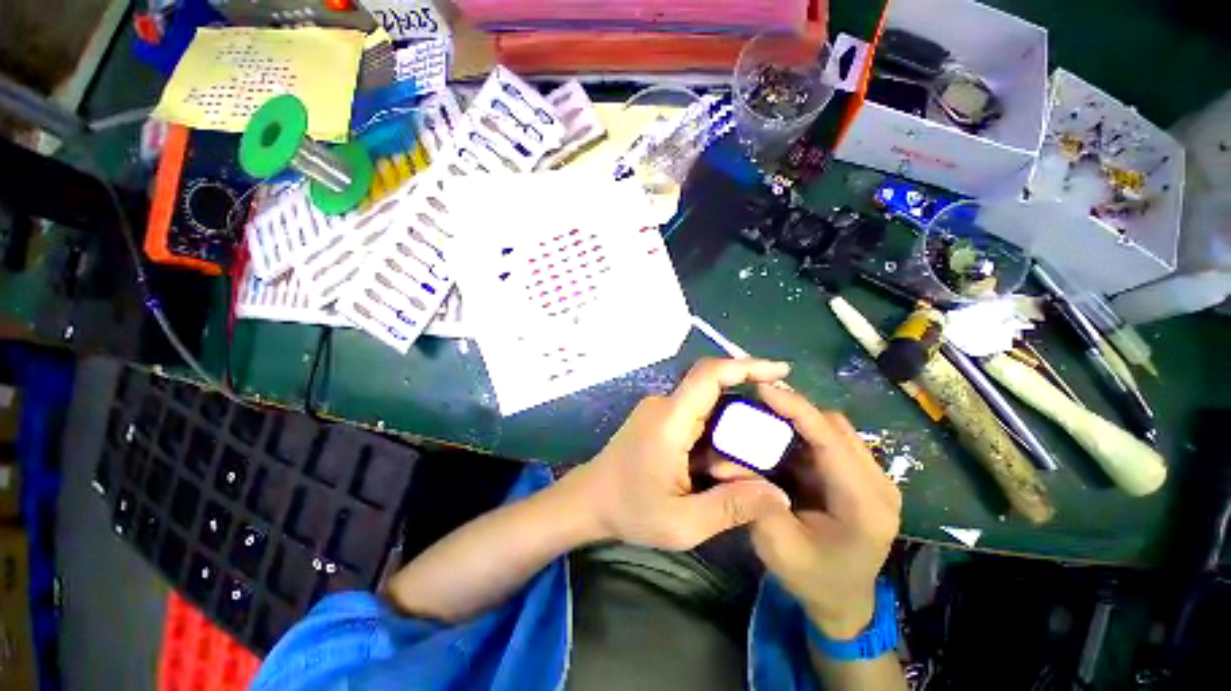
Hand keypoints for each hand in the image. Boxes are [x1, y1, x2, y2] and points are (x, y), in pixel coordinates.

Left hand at [564, 358, 792, 550]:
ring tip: (749, 458)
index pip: (708, 375)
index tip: (780, 370)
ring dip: (731, 426)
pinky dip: (716, 432)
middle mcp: (664, 405)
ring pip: (707, 405)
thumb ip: (732, 507)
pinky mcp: (658, 418)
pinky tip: (724, 461)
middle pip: (713, 389)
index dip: (746, 366)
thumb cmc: (630, 510)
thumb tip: (780, 496)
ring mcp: (659, 410)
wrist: (589, 500)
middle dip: (747, 407)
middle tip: (776, 434)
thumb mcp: (683, 522)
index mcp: (670, 420)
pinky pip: (696, 415)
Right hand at [734, 385, 900, 639]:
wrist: (844, 602)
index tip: (762, 387)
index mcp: (864, 504)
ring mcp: (875, 479)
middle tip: (756, 403)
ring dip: (799, 419)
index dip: (795, 408)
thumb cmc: (812, 579)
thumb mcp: (776, 545)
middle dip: (794, 409)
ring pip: (835, 429)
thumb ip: (751, 499)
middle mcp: (879, 484)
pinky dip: (804, 433)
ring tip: (765, 417)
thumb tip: (720, 461)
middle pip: (836, 426)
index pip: (830, 439)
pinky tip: (781, 438)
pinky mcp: (862, 477)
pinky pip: (832, 440)